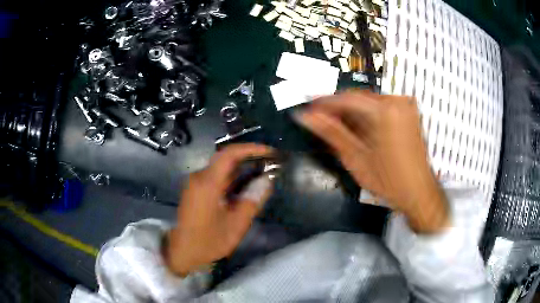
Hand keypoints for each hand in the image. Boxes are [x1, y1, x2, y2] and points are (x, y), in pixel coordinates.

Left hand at [164, 144, 274, 275]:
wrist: (182, 252)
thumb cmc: (208, 242)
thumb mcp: (235, 225)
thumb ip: (252, 201)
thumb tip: (267, 180)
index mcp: (207, 183)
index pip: (230, 154)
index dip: (251, 149)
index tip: (270, 152)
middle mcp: (199, 177)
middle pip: (226, 159)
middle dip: (249, 159)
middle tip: (269, 165)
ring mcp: (195, 183)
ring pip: (221, 168)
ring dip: (241, 169)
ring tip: (262, 176)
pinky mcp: (195, 190)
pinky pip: (216, 178)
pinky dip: (232, 179)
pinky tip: (244, 188)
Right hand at [296, 90, 448, 233]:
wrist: (419, 192)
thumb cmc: (389, 181)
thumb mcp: (356, 158)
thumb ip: (331, 133)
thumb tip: (306, 117)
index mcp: (385, 110)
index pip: (346, 98)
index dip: (324, 104)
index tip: (308, 110)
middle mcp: (396, 101)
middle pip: (358, 99)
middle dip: (338, 110)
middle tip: (320, 122)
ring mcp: (404, 106)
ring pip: (369, 103)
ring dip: (351, 114)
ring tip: (337, 129)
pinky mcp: (408, 114)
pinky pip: (381, 108)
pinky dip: (366, 117)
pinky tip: (358, 131)